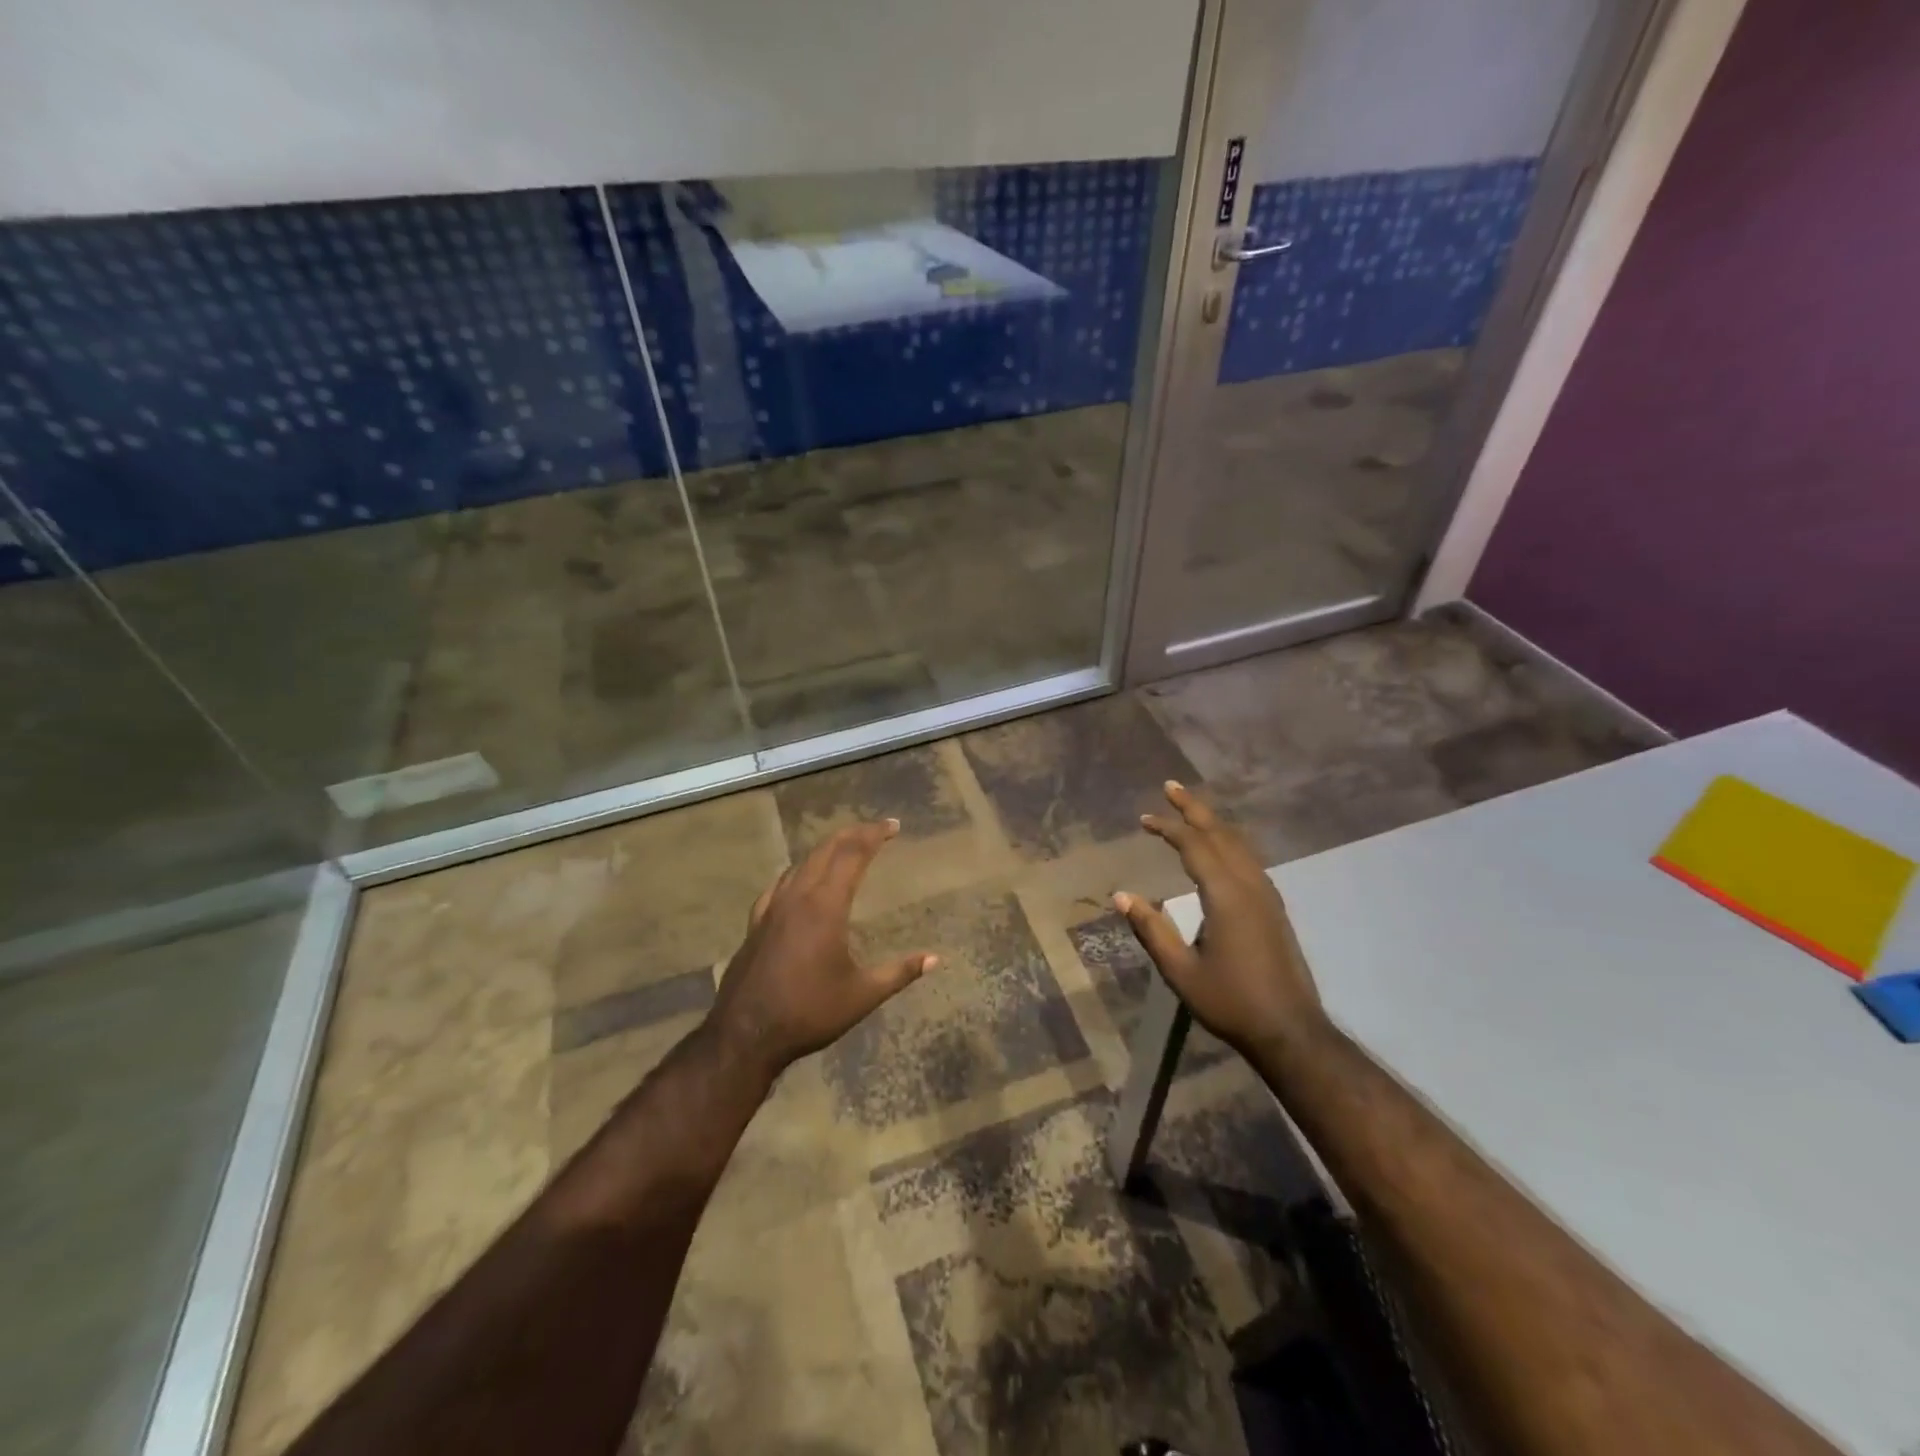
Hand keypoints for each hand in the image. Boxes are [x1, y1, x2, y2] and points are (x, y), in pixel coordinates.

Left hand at [707, 819, 936, 1079]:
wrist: (746, 1034)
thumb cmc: (809, 1012)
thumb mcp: (862, 995)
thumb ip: (900, 972)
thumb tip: (935, 959)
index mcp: (826, 905)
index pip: (853, 854)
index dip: (874, 835)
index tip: (893, 826)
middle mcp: (798, 897)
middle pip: (826, 850)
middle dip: (852, 834)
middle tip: (875, 829)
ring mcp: (772, 908)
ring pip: (801, 863)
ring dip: (826, 849)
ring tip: (844, 848)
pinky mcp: (756, 924)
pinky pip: (780, 884)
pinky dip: (798, 872)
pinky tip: (798, 880)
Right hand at [1115, 782, 1328, 1059]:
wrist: (1290, 1031)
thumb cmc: (1231, 1002)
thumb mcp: (1181, 972)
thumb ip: (1152, 930)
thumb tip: (1122, 896)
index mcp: (1226, 896)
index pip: (1195, 847)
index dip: (1169, 828)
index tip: (1145, 819)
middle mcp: (1250, 886)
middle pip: (1221, 834)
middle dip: (1194, 808)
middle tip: (1171, 786)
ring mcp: (1267, 895)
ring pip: (1239, 844)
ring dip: (1213, 822)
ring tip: (1192, 810)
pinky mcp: (1274, 908)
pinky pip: (1248, 859)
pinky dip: (1228, 841)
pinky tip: (1220, 848)